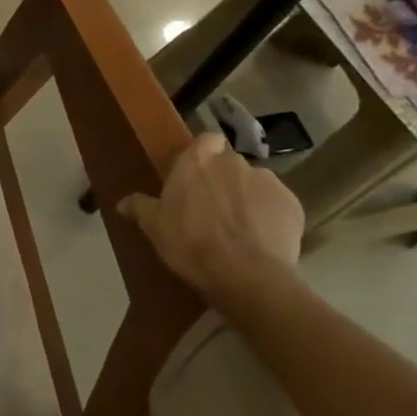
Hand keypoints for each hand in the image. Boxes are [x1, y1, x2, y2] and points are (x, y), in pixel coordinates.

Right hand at [118, 132, 303, 300]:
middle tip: (211, 206)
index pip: (206, 140)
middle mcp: (233, 163)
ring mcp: (267, 181)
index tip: (195, 175)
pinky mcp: (293, 204)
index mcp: (197, 162)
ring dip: (246, 196)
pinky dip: (269, 215)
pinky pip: (277, 203)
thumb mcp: (154, 227)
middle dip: (223, 178)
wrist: (246, 275)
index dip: (203, 154)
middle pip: (229, 162)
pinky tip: (260, 238)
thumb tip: (123, 202)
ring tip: (239, 226)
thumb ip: (140, 208)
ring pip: (254, 182)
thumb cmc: (190, 243)